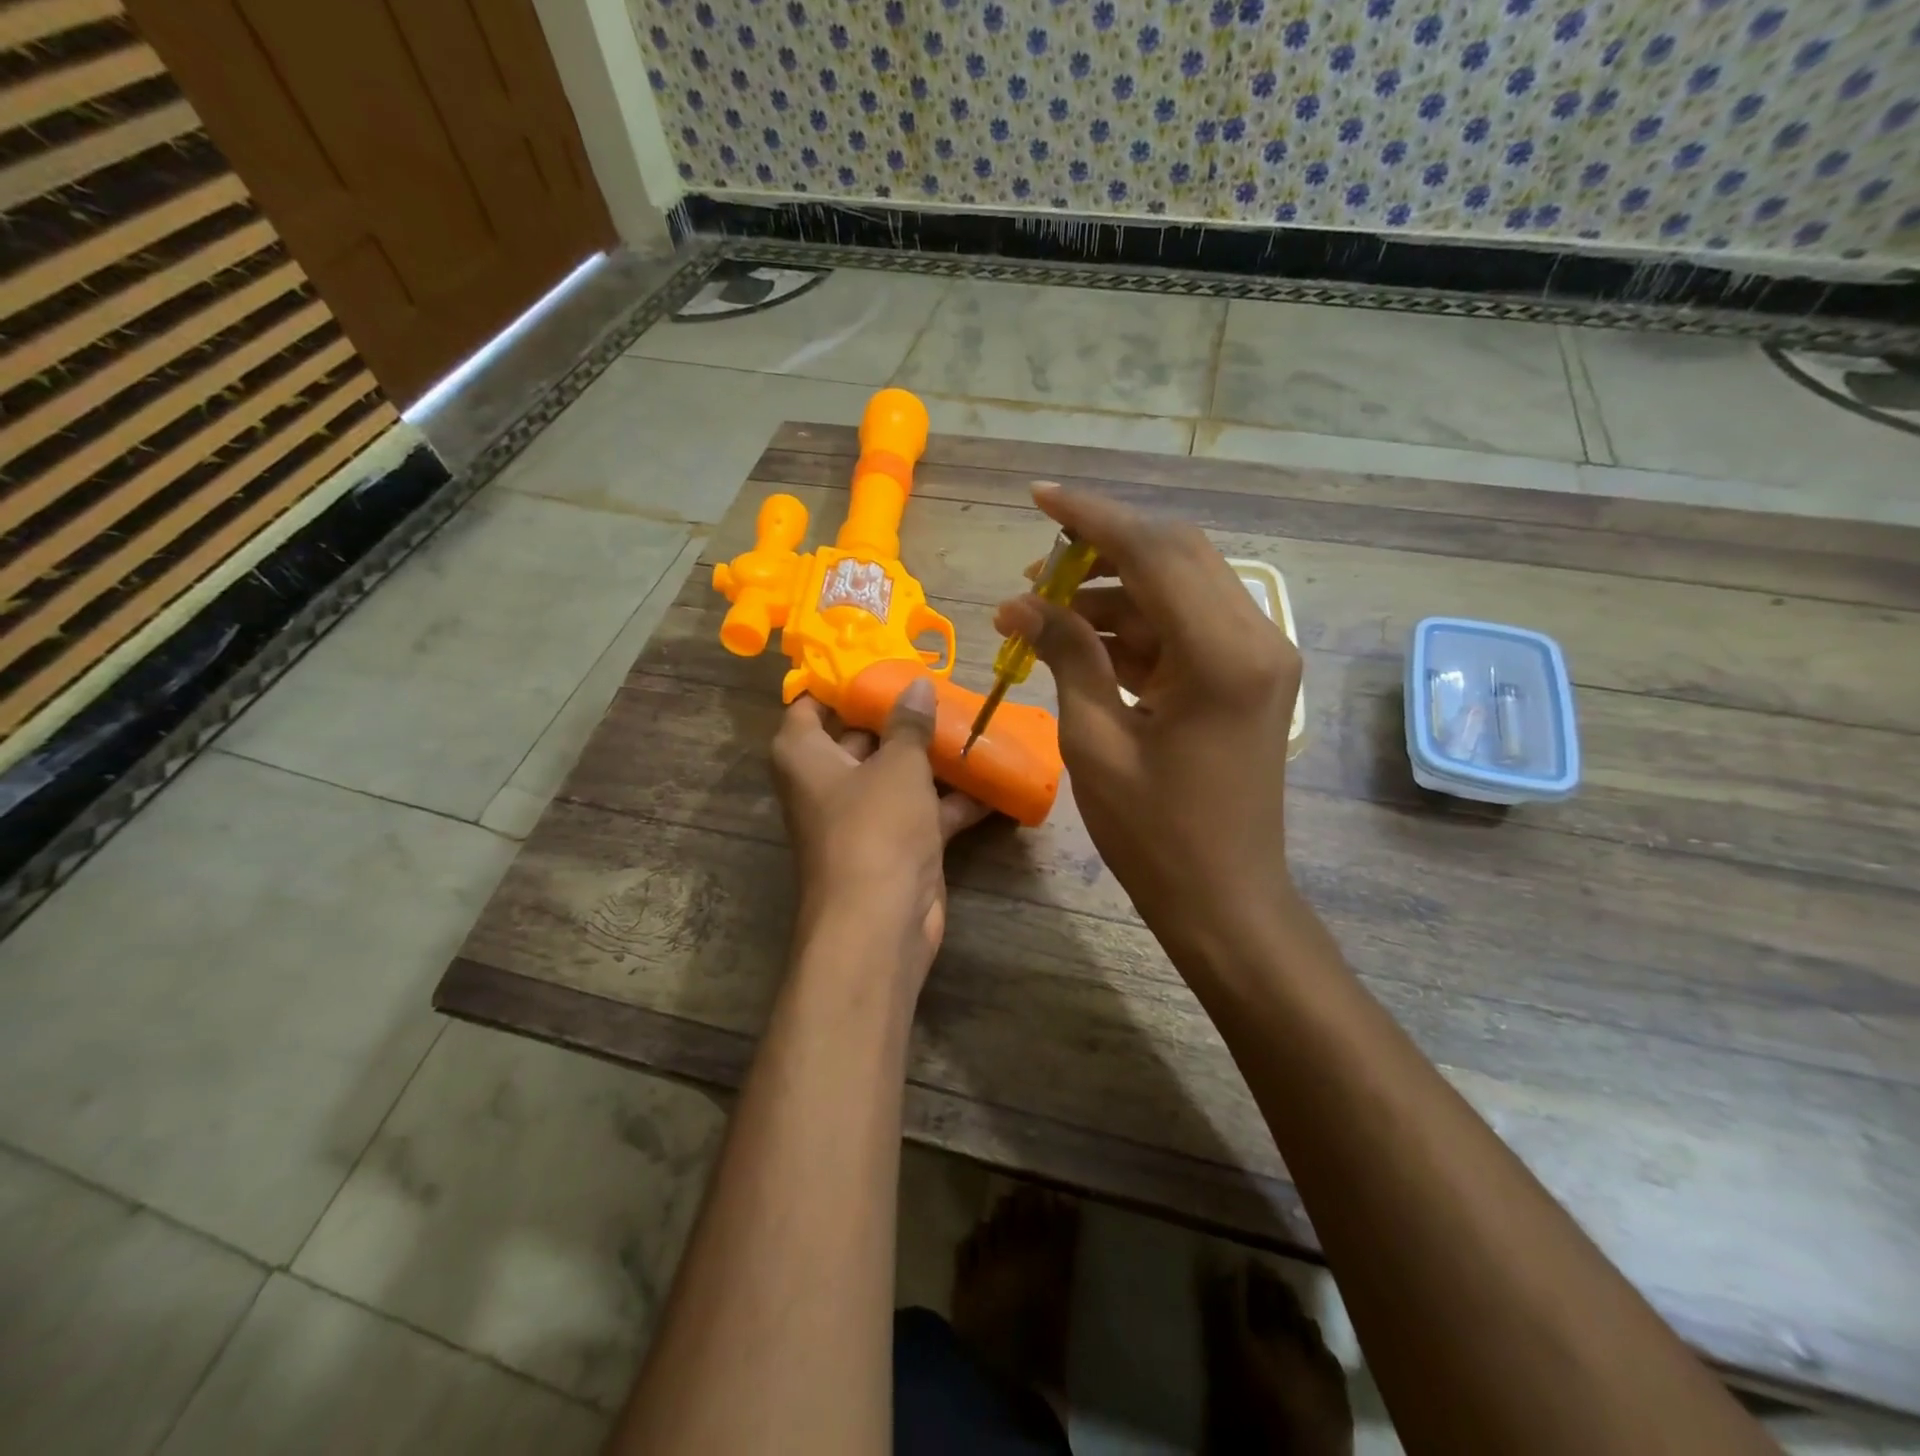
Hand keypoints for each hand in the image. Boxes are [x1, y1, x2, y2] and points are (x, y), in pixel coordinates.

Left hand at [770, 677, 989, 983]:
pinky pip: (924, 811)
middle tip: (940, 685)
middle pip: (861, 736)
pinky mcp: (895, 846)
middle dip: (900, 715)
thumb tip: (916, 684)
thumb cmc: (875, 827)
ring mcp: (863, 817)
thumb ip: (909, 723)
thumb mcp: (897, 765)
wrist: (880, 923)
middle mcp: (828, 783)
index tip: (879, 657)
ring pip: (898, 775)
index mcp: (805, 755)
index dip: (841, 680)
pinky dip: (954, 800)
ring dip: (933, 757)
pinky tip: (995, 779)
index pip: (811, 704)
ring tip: (973, 722)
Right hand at [994, 484, 1301, 971]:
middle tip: (1035, 569)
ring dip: (1111, 594)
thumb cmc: (1155, 835)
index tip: (1040, 496)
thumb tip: (1019, 603)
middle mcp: (1254, 638)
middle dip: (1100, 551)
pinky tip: (1079, 644)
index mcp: (1224, 654)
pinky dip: (1132, 628)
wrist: (1224, 901)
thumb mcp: (1095, 742)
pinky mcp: (1244, 677)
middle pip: (1174, 557)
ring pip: (1177, 590)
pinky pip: (1183, 628)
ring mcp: (1255, 657)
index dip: (1092, 518)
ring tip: (1040, 614)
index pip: (1156, 552)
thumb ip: (1066, 656)